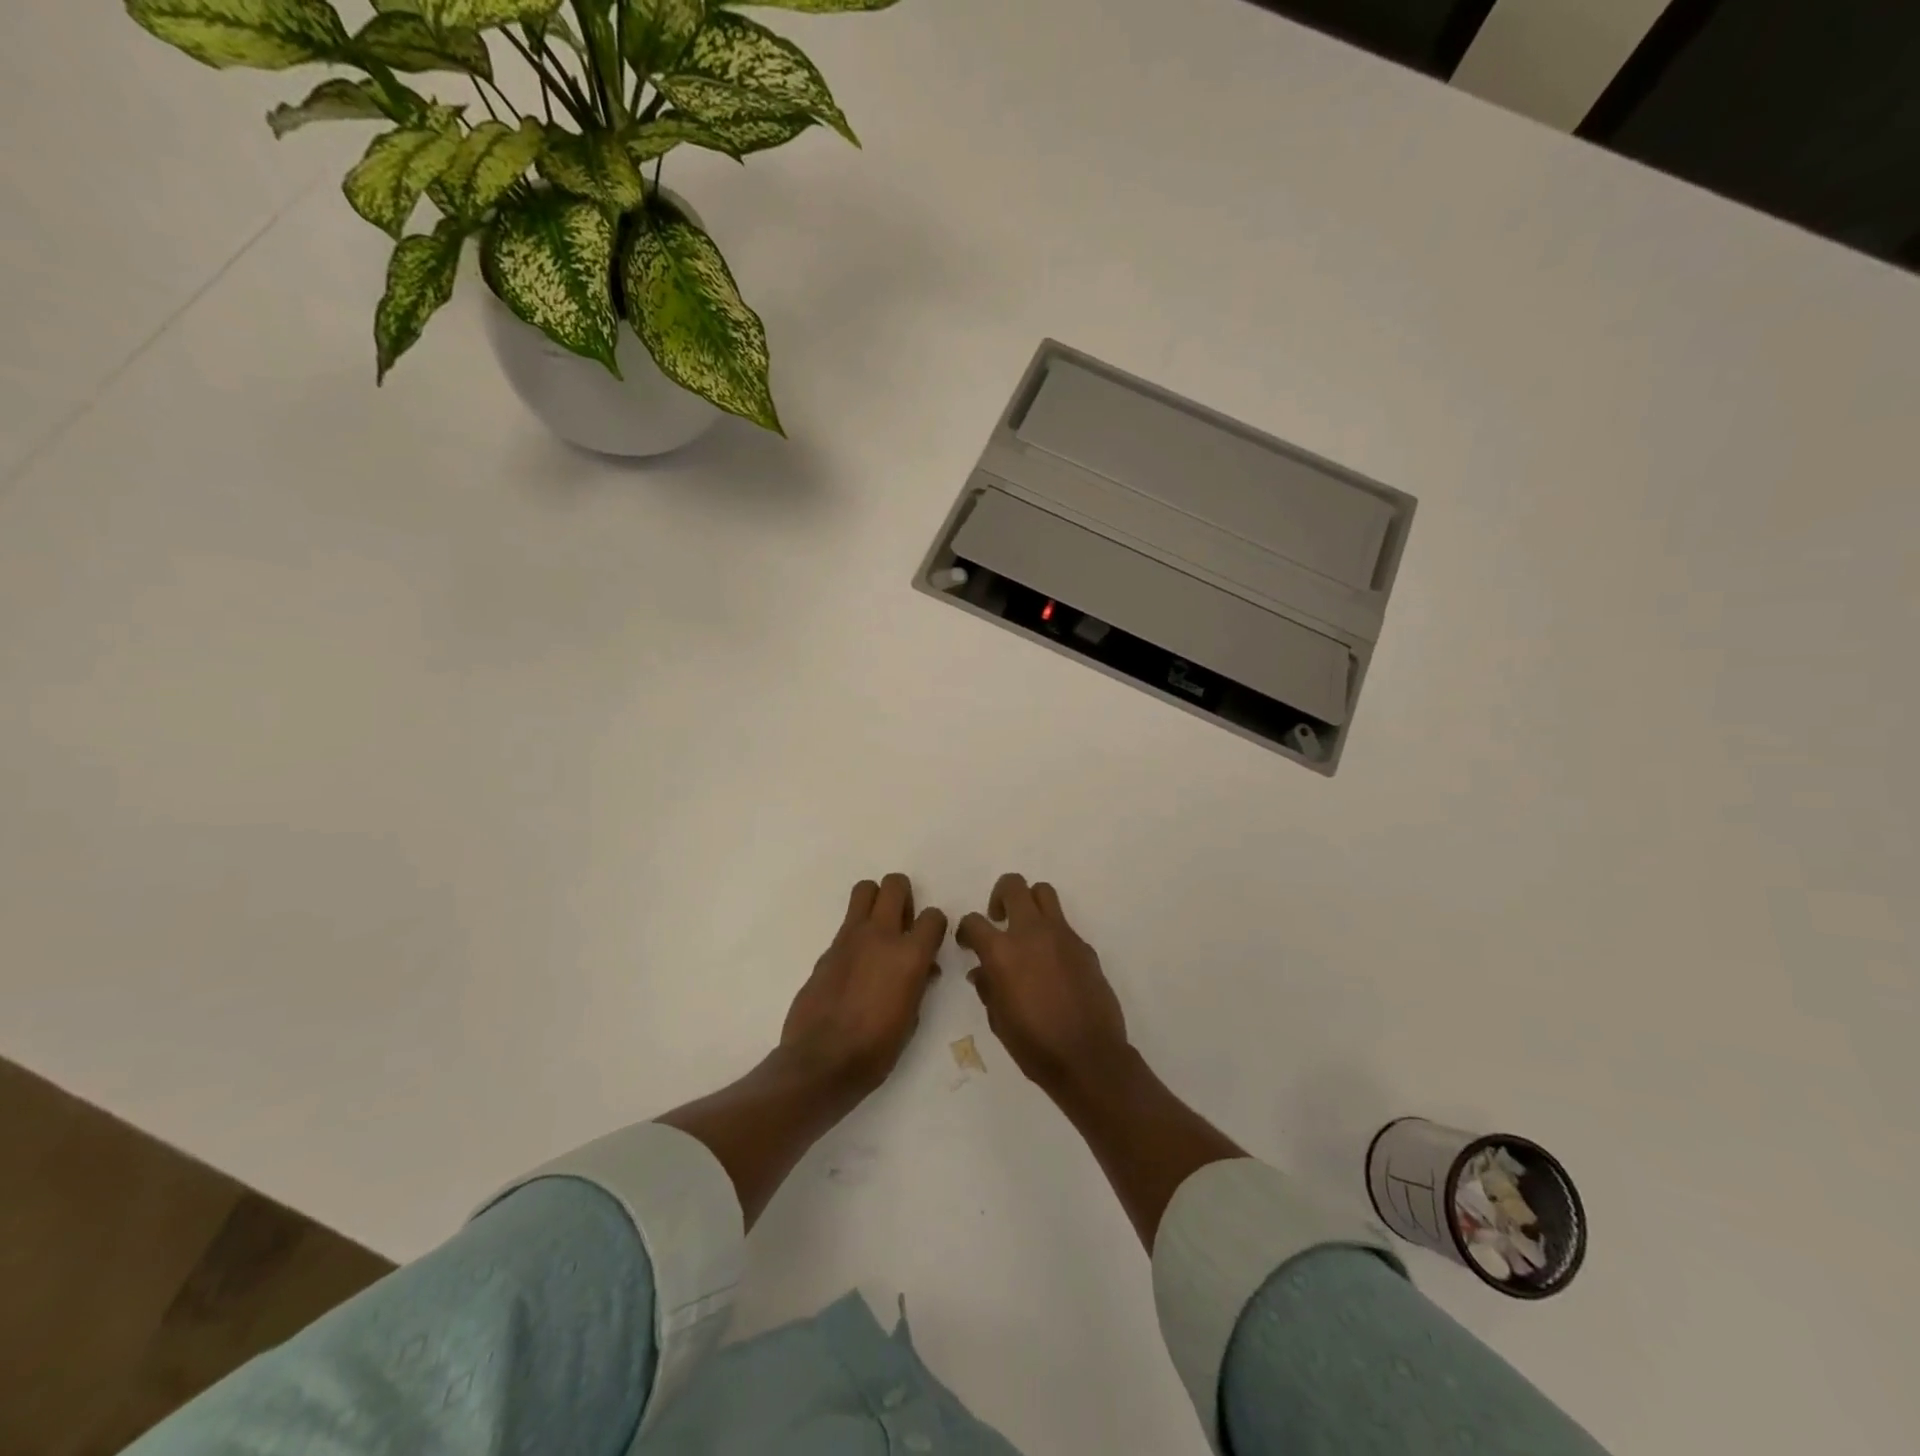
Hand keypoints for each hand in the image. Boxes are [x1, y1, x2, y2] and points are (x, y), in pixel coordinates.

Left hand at [781, 874, 947, 1095]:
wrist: (820, 1062)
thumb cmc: (875, 1050)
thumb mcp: (912, 1020)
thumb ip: (919, 984)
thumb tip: (923, 969)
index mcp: (909, 956)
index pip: (933, 916)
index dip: (935, 926)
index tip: (930, 942)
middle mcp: (881, 936)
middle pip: (895, 885)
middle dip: (904, 896)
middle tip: (903, 924)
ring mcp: (850, 939)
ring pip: (865, 890)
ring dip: (876, 901)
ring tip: (879, 930)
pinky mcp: (827, 949)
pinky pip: (847, 924)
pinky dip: (857, 932)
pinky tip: (856, 963)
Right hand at [958, 874, 1130, 1100]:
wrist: (1089, 1057)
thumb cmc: (1035, 1045)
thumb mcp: (999, 1020)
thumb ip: (988, 988)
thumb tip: (981, 971)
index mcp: (1002, 952)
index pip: (974, 921)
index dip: (966, 930)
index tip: (968, 944)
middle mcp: (1031, 932)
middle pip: (1013, 886)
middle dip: (1000, 896)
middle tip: (999, 920)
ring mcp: (1062, 935)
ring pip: (1044, 893)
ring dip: (1030, 902)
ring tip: (1026, 930)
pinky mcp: (1084, 946)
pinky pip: (1064, 925)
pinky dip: (1051, 933)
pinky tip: (1052, 964)